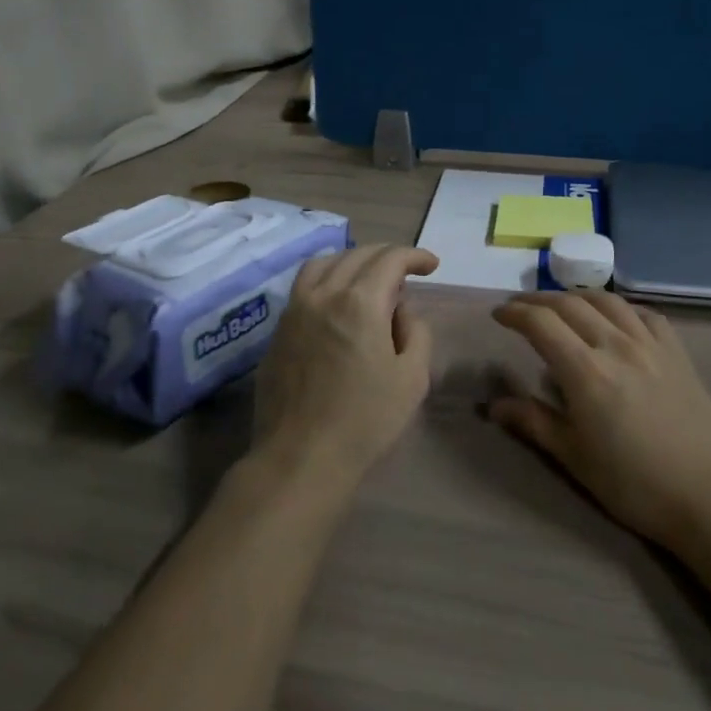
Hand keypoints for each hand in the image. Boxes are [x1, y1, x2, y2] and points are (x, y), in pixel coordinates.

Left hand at [252, 244, 439, 495]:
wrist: (301, 455)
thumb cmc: (365, 420)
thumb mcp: (412, 378)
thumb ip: (416, 332)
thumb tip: (401, 310)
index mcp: (360, 302)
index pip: (391, 259)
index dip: (415, 256)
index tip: (431, 265)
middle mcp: (324, 294)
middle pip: (357, 254)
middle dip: (388, 256)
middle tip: (407, 272)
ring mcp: (295, 309)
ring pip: (324, 263)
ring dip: (352, 260)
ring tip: (369, 278)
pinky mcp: (278, 328)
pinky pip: (304, 286)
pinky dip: (326, 277)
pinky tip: (337, 299)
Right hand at [490, 291, 710, 548]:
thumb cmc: (635, 485)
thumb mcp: (575, 458)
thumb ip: (534, 422)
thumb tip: (493, 405)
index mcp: (586, 371)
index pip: (541, 323)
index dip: (514, 313)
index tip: (497, 315)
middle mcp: (616, 345)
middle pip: (570, 304)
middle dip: (538, 301)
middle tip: (519, 308)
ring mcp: (651, 345)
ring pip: (607, 301)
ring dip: (576, 296)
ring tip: (561, 305)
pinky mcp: (678, 354)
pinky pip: (644, 314)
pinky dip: (620, 308)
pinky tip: (614, 319)